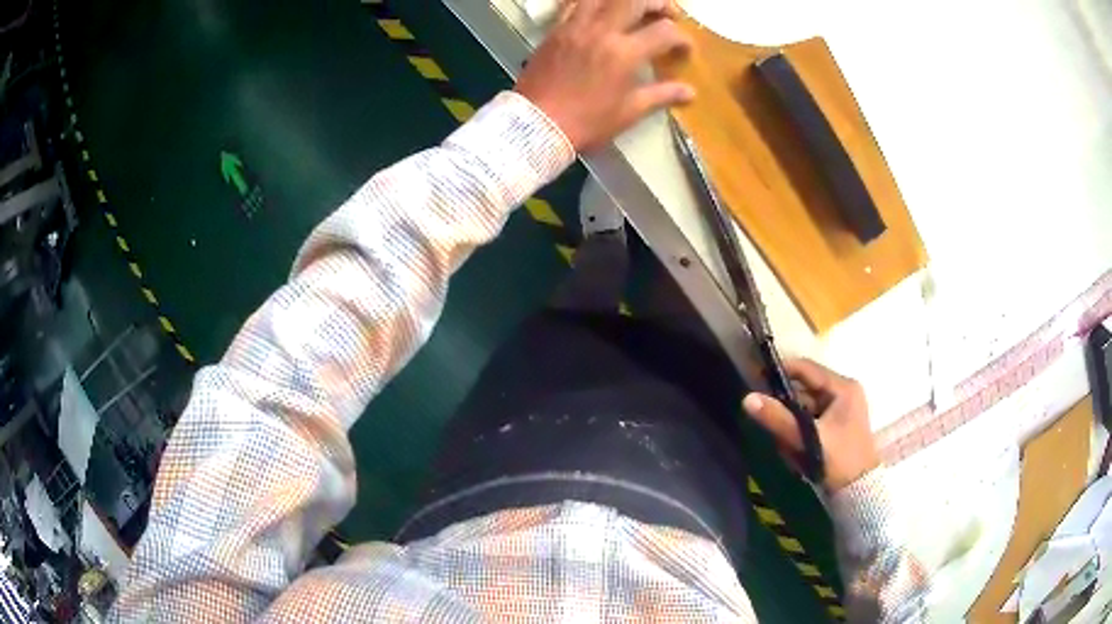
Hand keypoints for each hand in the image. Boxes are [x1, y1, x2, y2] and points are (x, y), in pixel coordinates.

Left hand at [515, 0, 694, 151]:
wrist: (536, 125)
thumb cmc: (587, 122)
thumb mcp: (629, 112)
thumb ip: (661, 94)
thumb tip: (691, 92)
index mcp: (624, 53)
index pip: (665, 32)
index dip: (682, 38)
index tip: (684, 50)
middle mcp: (602, 31)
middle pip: (635, 0)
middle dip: (658, 3)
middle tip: (667, 14)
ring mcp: (576, 27)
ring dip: (625, 0)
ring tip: (635, 9)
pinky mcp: (556, 30)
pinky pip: (575, 4)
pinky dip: (593, 3)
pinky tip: (602, 11)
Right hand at [742, 358, 879, 490]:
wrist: (858, 491)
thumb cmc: (838, 460)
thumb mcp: (807, 438)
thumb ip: (778, 418)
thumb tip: (748, 398)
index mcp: (843, 387)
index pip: (806, 368)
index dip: (781, 371)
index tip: (756, 379)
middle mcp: (844, 391)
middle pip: (805, 388)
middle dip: (785, 402)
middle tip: (765, 414)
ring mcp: (842, 408)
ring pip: (807, 405)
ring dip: (792, 419)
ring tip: (781, 438)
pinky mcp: (838, 423)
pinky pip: (812, 418)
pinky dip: (800, 428)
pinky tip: (793, 446)